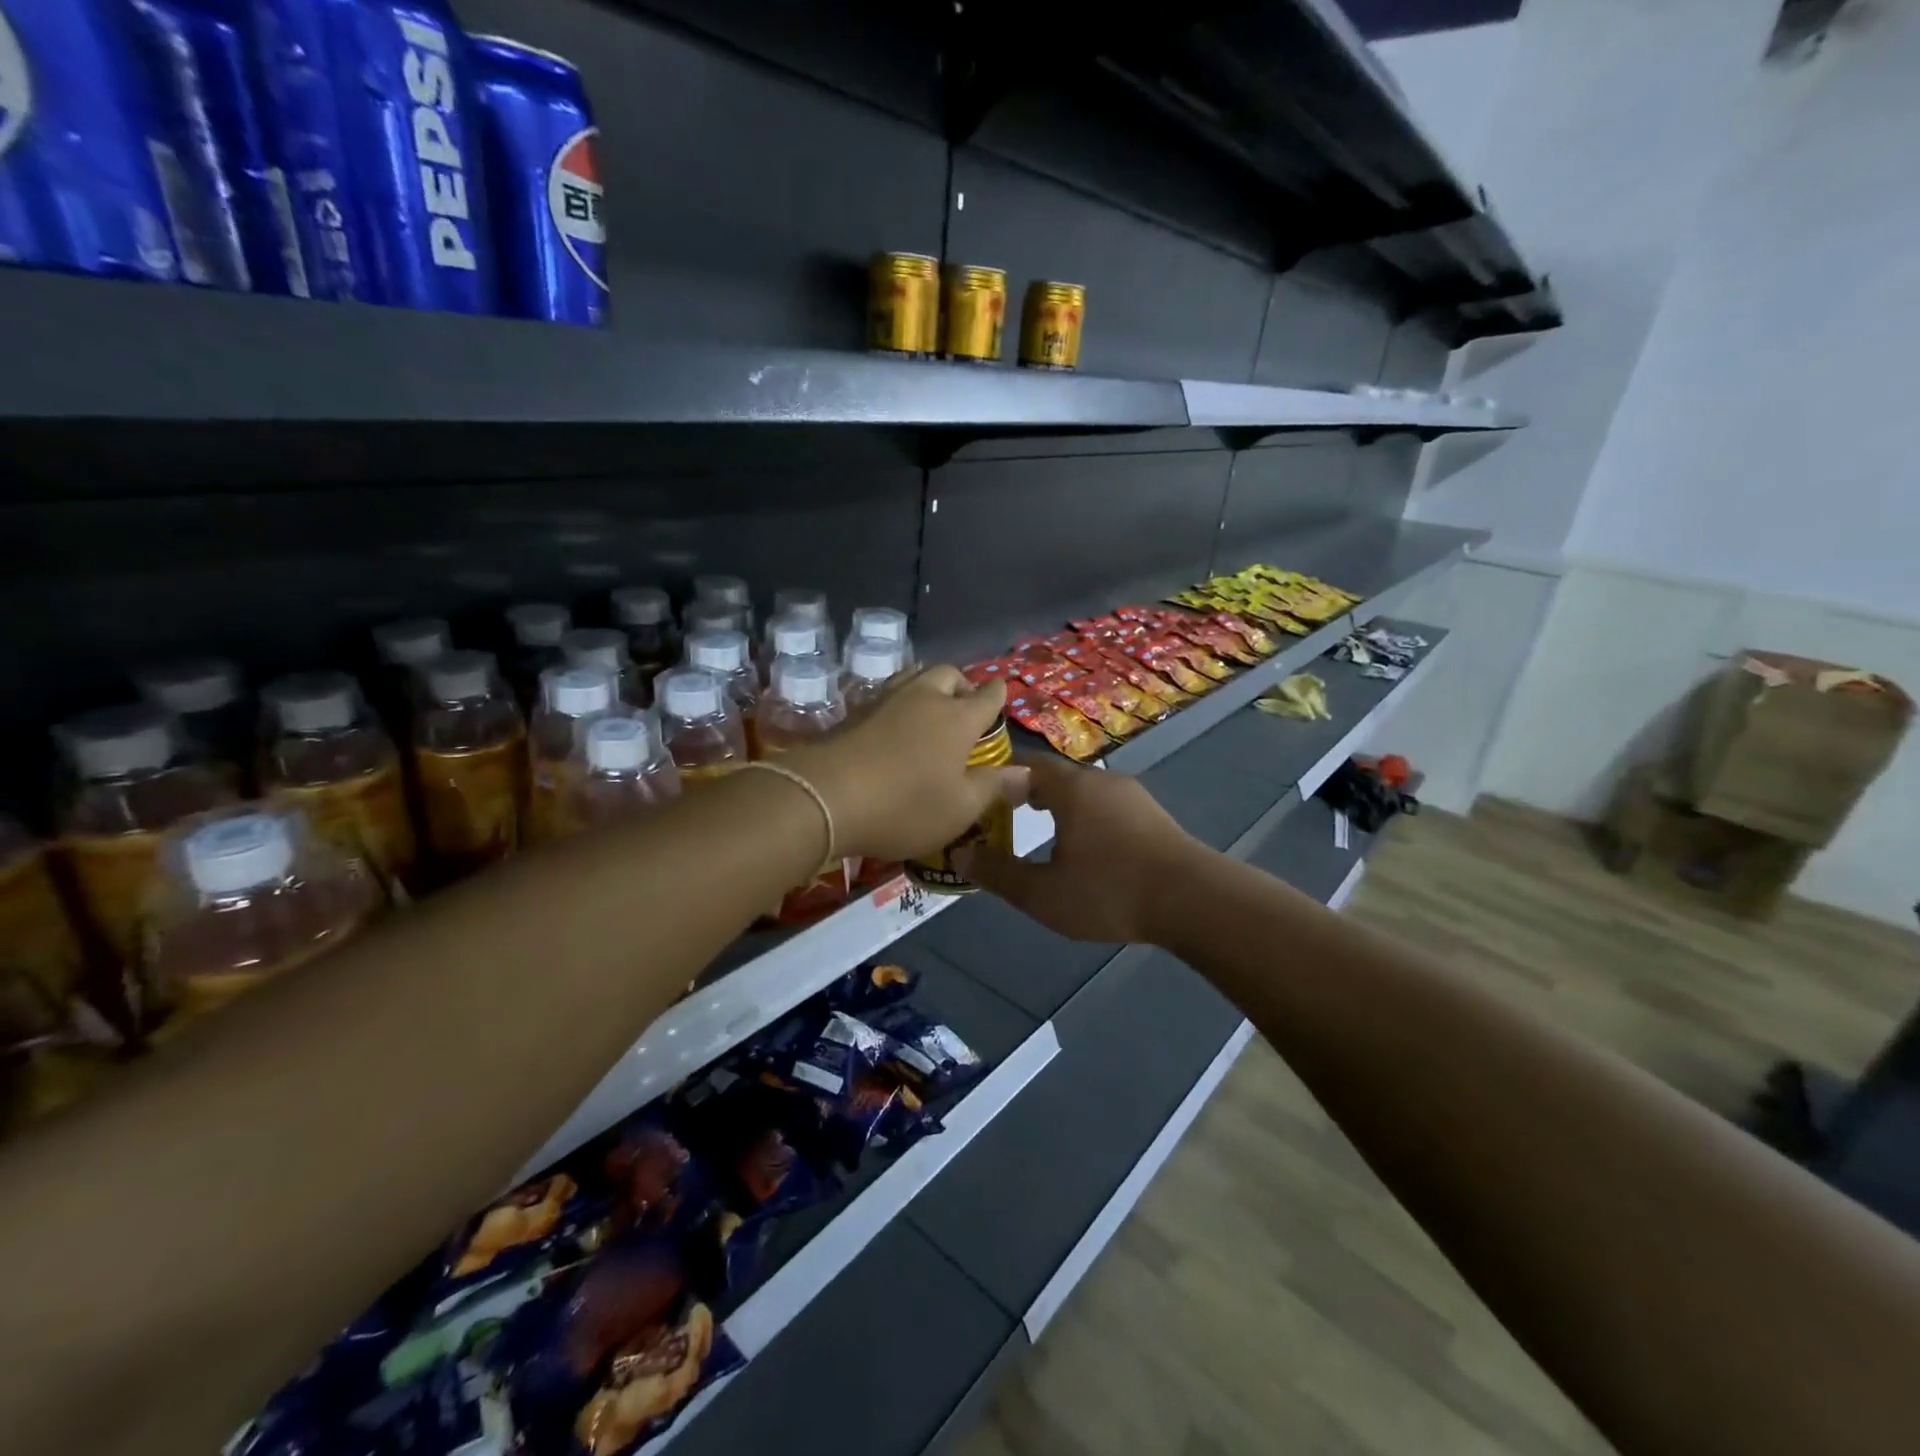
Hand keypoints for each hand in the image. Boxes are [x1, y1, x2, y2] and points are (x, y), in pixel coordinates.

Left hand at [782, 666, 1027, 862]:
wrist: (824, 797)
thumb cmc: (905, 806)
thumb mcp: (959, 808)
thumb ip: (993, 786)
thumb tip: (1025, 772)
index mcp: (958, 718)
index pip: (987, 695)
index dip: (998, 694)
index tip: (1001, 696)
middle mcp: (924, 698)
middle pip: (948, 674)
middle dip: (962, 685)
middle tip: (963, 709)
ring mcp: (885, 700)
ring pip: (913, 676)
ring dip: (928, 687)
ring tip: (930, 711)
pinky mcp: (853, 711)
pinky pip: (886, 694)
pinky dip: (898, 703)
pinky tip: (893, 726)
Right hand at [953, 755, 1210, 944]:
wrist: (1194, 900)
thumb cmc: (1109, 891)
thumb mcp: (1042, 894)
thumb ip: (999, 873)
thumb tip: (960, 854)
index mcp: (1070, 788)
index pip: (1024, 765)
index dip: (998, 776)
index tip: (978, 796)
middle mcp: (1100, 780)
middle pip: (1054, 775)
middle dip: (1026, 791)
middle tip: (1003, 816)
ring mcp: (1131, 795)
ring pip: (1083, 790)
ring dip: (1058, 804)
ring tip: (1040, 830)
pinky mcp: (1151, 814)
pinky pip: (1105, 804)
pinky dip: (1084, 816)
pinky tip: (1084, 846)